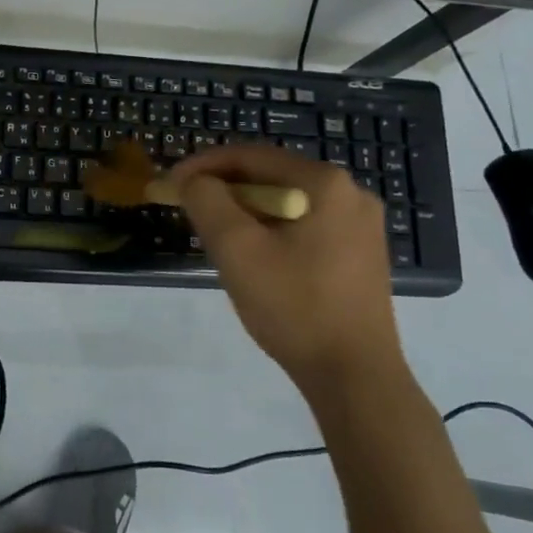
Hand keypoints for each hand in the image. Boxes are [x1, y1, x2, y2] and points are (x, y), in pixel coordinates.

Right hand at [169, 144, 403, 388]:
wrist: (355, 376)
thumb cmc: (294, 307)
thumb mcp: (237, 249)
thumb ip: (207, 201)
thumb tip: (193, 180)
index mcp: (325, 183)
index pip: (251, 156)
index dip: (203, 165)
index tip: (170, 183)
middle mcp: (350, 192)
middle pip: (271, 176)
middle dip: (224, 189)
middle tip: (189, 208)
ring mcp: (361, 224)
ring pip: (287, 202)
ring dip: (246, 210)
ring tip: (215, 234)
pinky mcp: (361, 253)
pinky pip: (305, 224)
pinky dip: (272, 229)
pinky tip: (255, 256)